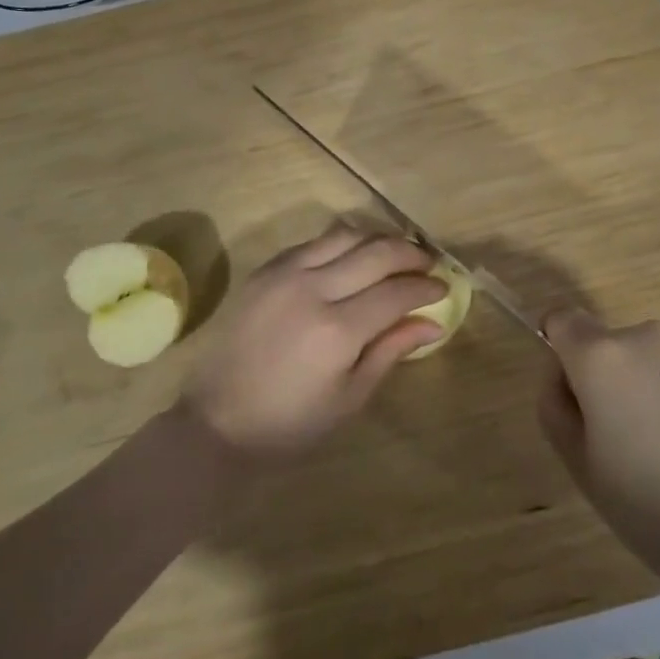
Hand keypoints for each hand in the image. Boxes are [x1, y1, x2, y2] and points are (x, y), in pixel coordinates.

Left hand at [182, 222, 445, 456]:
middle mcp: (312, 290)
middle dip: (410, 253)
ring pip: (344, 235)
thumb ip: (391, 350)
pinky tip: (352, 257)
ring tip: (395, 253)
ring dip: (377, 239)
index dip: (425, 287)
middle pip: (376, 252)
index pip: (396, 292)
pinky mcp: (265, 271)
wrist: (217, 421)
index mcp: (337, 330)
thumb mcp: (350, 397)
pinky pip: (313, 242)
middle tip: (427, 263)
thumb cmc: (291, 423)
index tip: (443, 288)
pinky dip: (341, 243)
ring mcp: (284, 274)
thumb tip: (434, 322)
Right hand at [537, 310, 659, 593]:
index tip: (577, 400)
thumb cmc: (658, 510)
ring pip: (654, 358)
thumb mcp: (584, 471)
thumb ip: (557, 409)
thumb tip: (562, 376)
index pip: (562, 320)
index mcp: (602, 357)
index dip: (561, 353)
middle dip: (610, 380)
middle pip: (610, 345)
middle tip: (629, 445)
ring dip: (653, 386)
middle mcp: (647, 335)